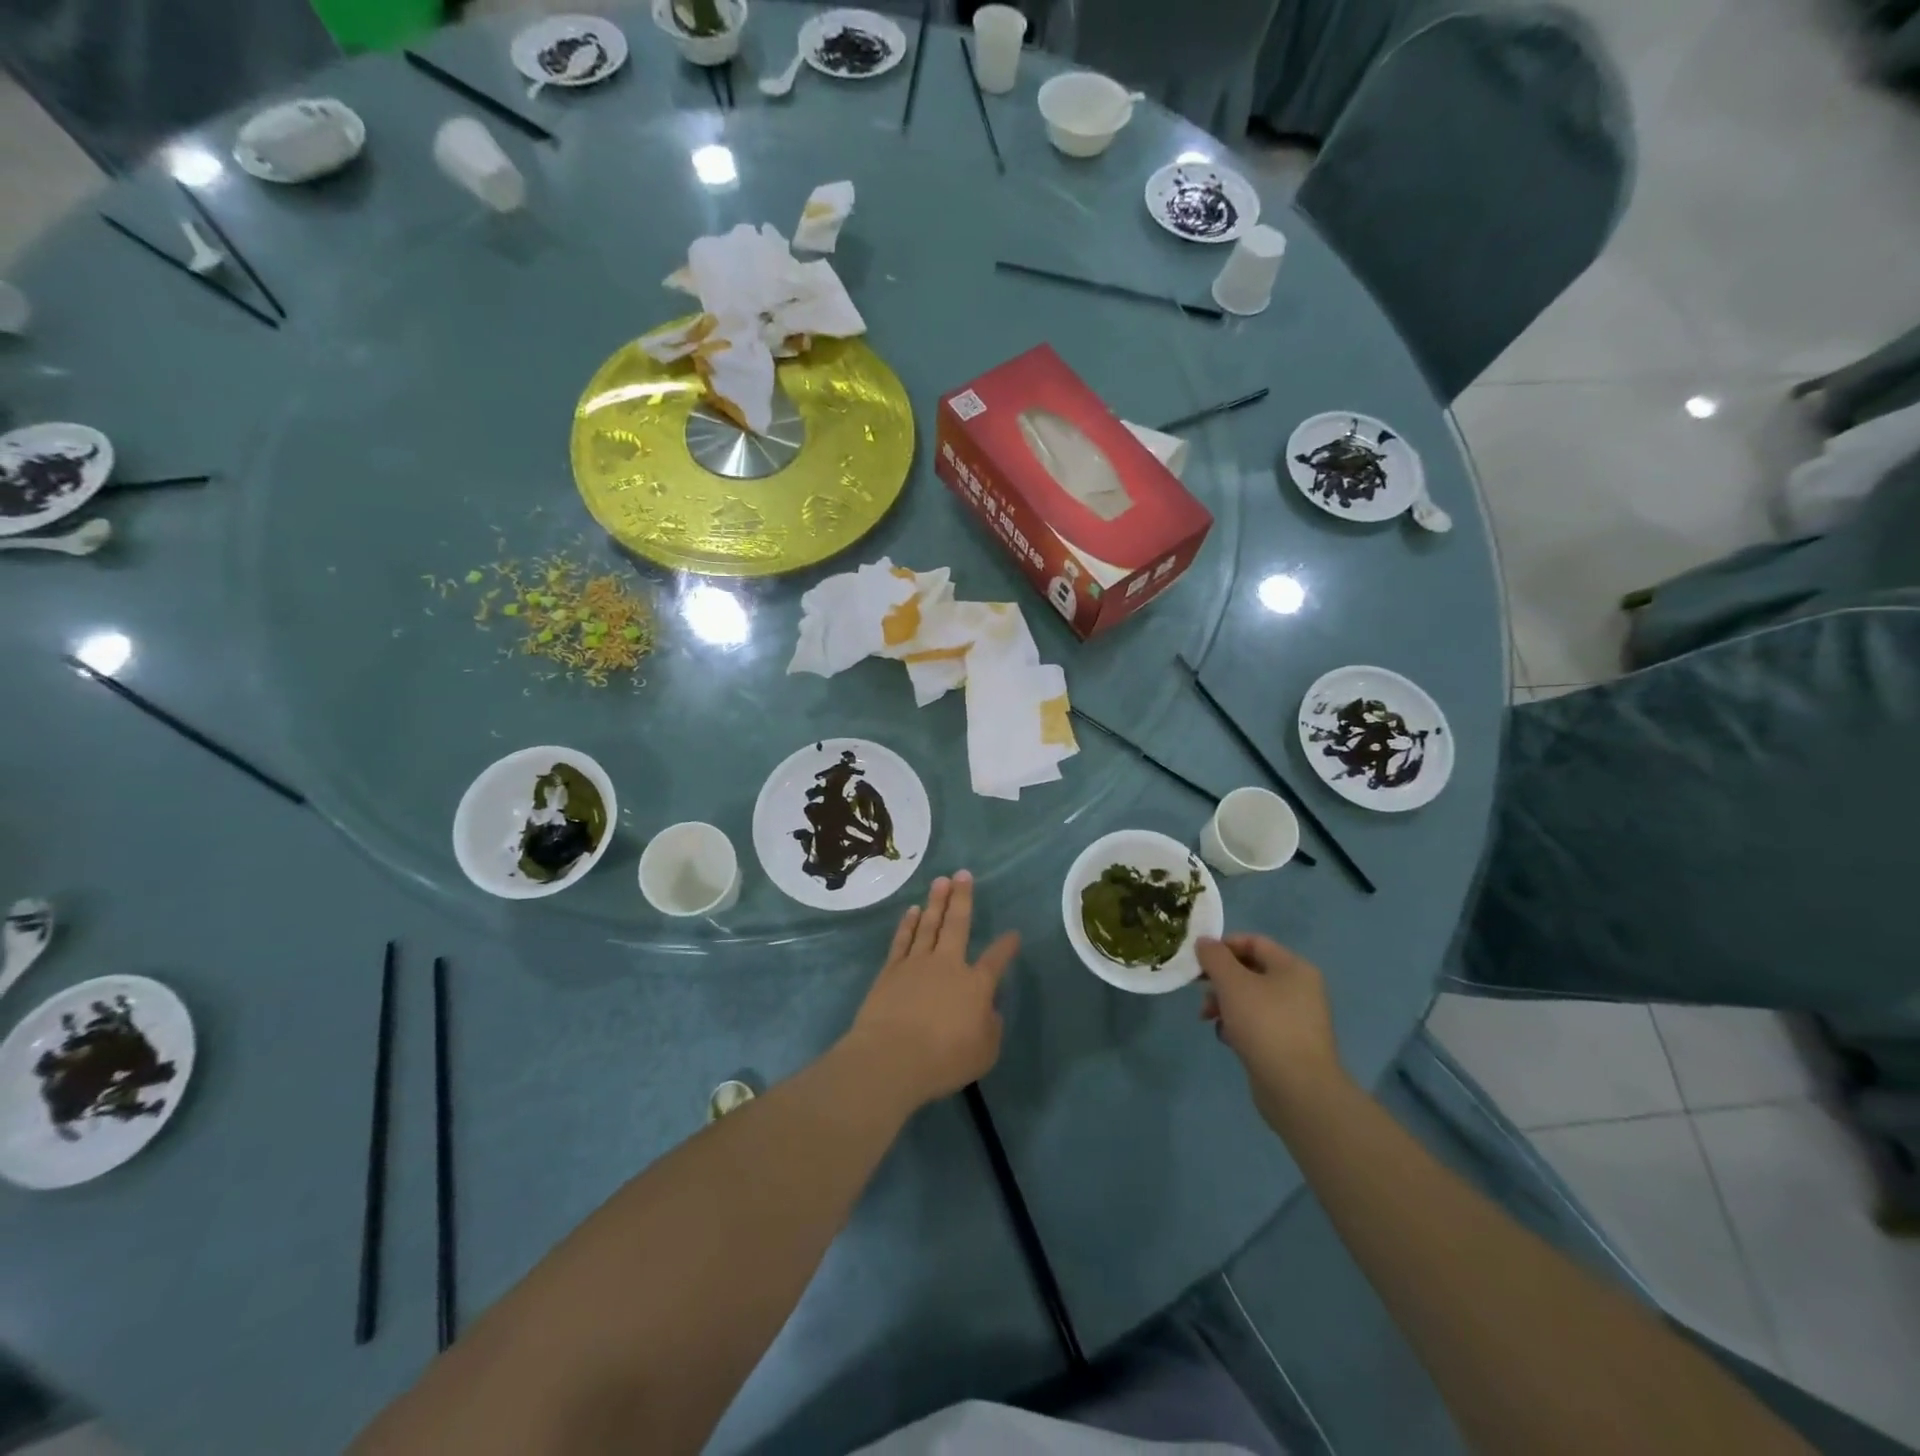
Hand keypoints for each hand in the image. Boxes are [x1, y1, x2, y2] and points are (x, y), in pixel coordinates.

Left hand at [844, 871, 1019, 1110]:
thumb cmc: (943, 1059)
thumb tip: (989, 1011)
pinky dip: (907, 924)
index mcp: (975, 985)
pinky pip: (902, 940)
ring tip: (940, 881)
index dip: (1006, 946)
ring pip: (929, 925)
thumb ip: (991, 1028)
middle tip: (963, 874)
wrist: (892, 1057)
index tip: (1013, 934)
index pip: (996, 960)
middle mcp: (948, 965)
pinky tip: (911, 910)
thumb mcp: (984, 1052)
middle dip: (962, 898)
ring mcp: (917, 964)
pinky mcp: (891, 971)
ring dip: (935, 902)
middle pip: (957, 924)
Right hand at [1197, 934, 1347, 1129]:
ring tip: (1208, 1019)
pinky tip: (1228, 1039)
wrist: (1298, 1090)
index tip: (1198, 960)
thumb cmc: (1265, 1025)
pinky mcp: (1288, 1045)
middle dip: (1220, 980)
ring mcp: (1295, 1019)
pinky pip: (1257, 1024)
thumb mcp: (1233, 983)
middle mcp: (1299, 989)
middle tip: (1200, 992)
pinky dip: (1238, 1026)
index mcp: (1293, 968)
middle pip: (1250, 971)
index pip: (1253, 942)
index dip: (1223, 946)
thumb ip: (1215, 957)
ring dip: (1224, 1004)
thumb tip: (1204, 942)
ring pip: (1250, 999)